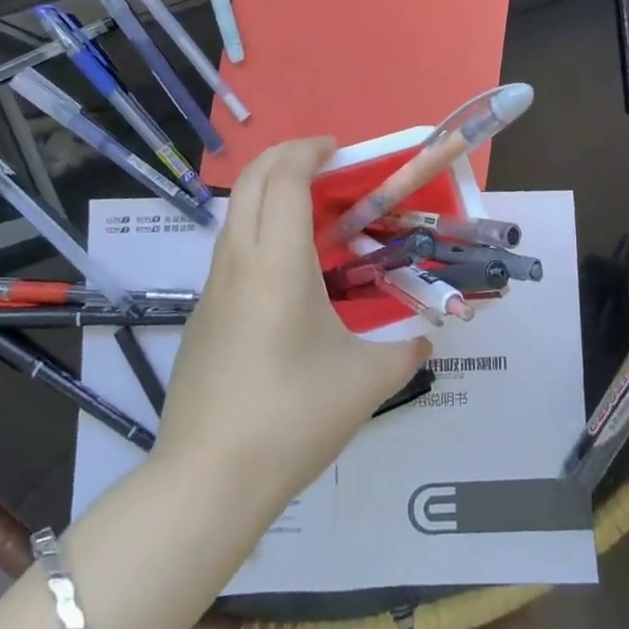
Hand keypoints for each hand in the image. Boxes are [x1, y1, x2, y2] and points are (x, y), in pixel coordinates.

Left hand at [157, 138, 430, 512]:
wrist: (208, 480)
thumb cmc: (293, 418)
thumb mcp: (365, 384)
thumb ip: (404, 354)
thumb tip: (425, 342)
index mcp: (278, 263)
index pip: (285, 179)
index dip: (308, 151)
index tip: (337, 149)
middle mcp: (239, 262)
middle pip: (250, 181)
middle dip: (283, 156)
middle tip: (322, 161)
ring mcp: (213, 288)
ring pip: (234, 214)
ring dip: (267, 192)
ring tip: (310, 211)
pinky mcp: (203, 315)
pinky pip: (230, 250)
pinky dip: (257, 230)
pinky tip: (286, 271)